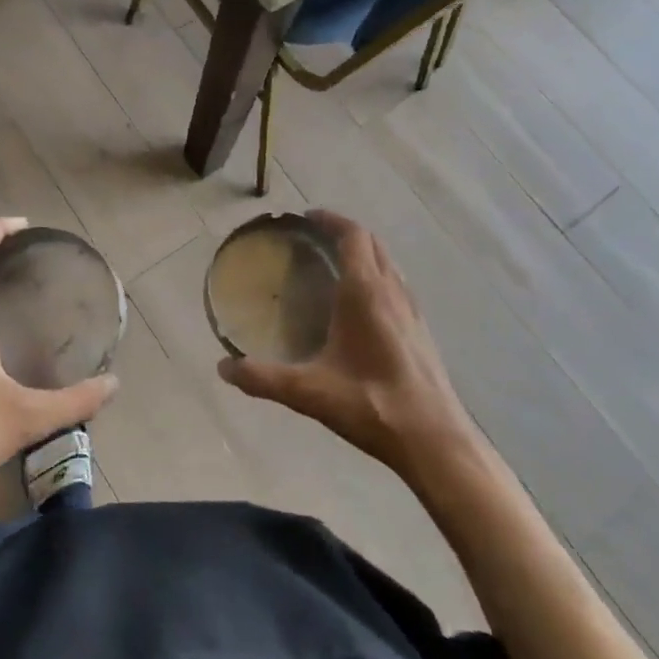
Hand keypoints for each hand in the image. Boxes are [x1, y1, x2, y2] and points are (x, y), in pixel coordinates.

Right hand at [218, 210, 474, 481]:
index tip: (307, 216)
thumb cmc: (372, 405)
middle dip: (344, 232)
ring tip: (335, 264)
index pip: (352, 235)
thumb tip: (223, 368)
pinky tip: (361, 305)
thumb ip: (264, 378)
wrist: (435, 441)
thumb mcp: (310, 392)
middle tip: (315, 237)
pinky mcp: (422, 330)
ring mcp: (412, 309)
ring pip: (387, 262)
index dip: (331, 220)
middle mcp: (392, 291)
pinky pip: (396, 284)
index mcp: (366, 292)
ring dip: (364, 252)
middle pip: (371, 242)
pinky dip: (376, 275)